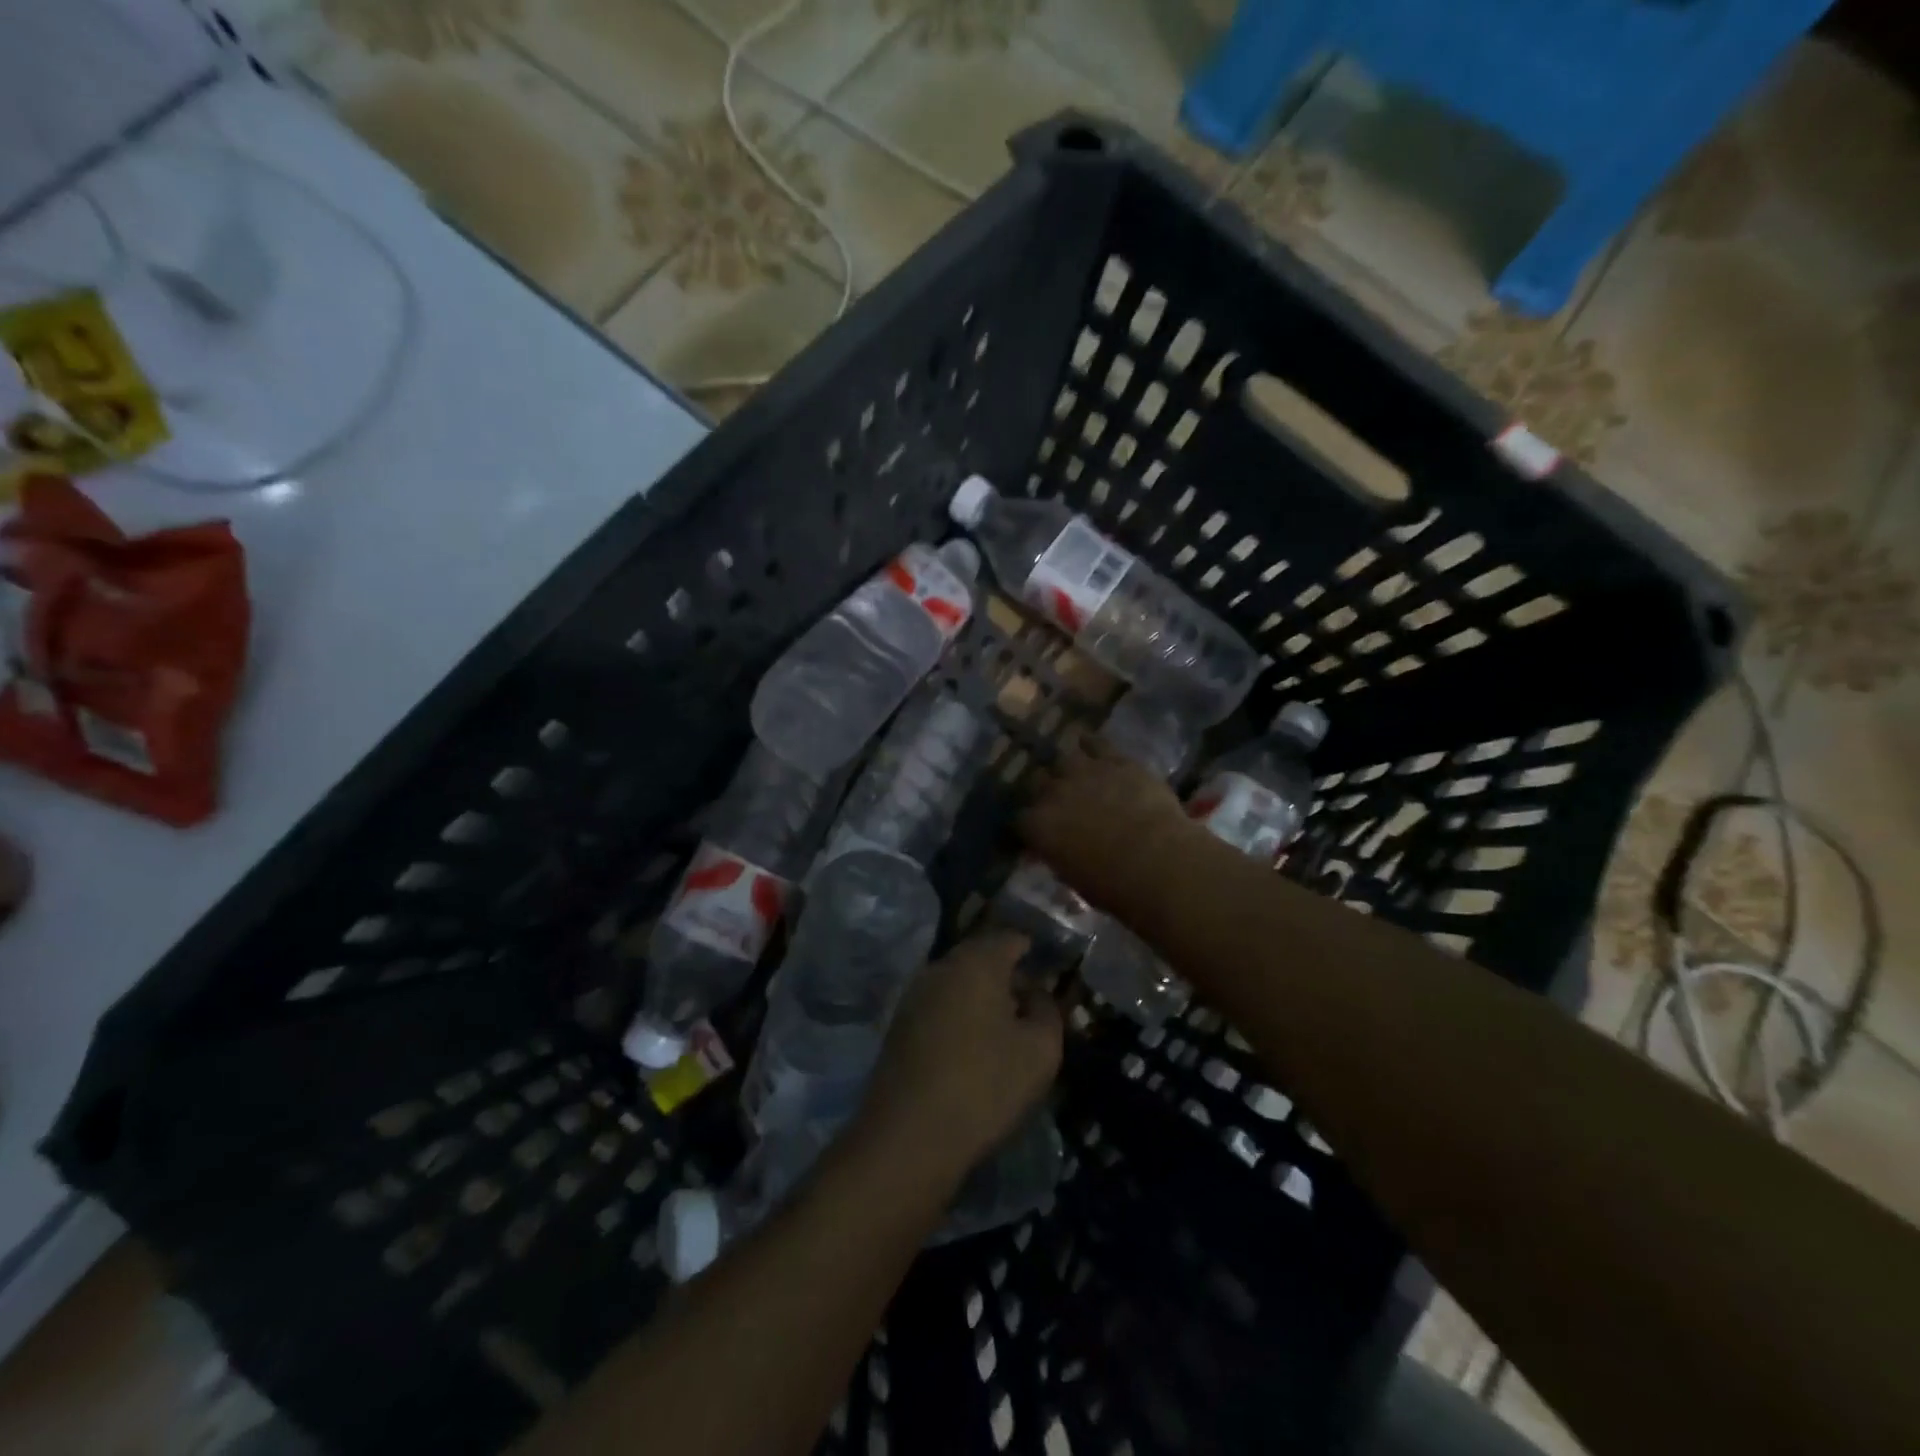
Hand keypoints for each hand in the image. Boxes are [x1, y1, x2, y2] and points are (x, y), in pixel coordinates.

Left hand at [857, 931, 1062, 1181]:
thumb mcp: (1040, 1050)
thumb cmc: (984, 1085)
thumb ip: (1047, 1010)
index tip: (1053, 977)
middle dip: (1008, 977)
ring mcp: (914, 994)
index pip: (1012, 938)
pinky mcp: (898, 1025)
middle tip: (1033, 1010)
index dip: (1036, 953)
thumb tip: (1035, 994)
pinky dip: (959, 1019)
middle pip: (982, 958)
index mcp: (976, 961)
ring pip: (959, 983)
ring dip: (982, 1000)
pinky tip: (972, 1052)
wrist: (908, 1136)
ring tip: (1005, 1035)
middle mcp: (940, 966)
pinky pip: (940, 1007)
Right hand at [1019, 737, 1193, 907]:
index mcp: (1038, 826)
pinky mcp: (1116, 761)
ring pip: (1064, 759)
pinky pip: (1096, 743)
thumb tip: (1057, 850)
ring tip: (1073, 773)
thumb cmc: (1113, 885)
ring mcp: (1084, 772)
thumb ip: (1059, 856)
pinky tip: (1088, 743)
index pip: (1020, 820)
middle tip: (1056, 802)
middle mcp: (1054, 792)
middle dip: (1043, 791)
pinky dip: (1090, 744)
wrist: (1156, 860)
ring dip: (1066, 768)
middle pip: (1037, 782)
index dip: (1027, 825)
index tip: (1035, 832)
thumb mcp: (1073, 877)